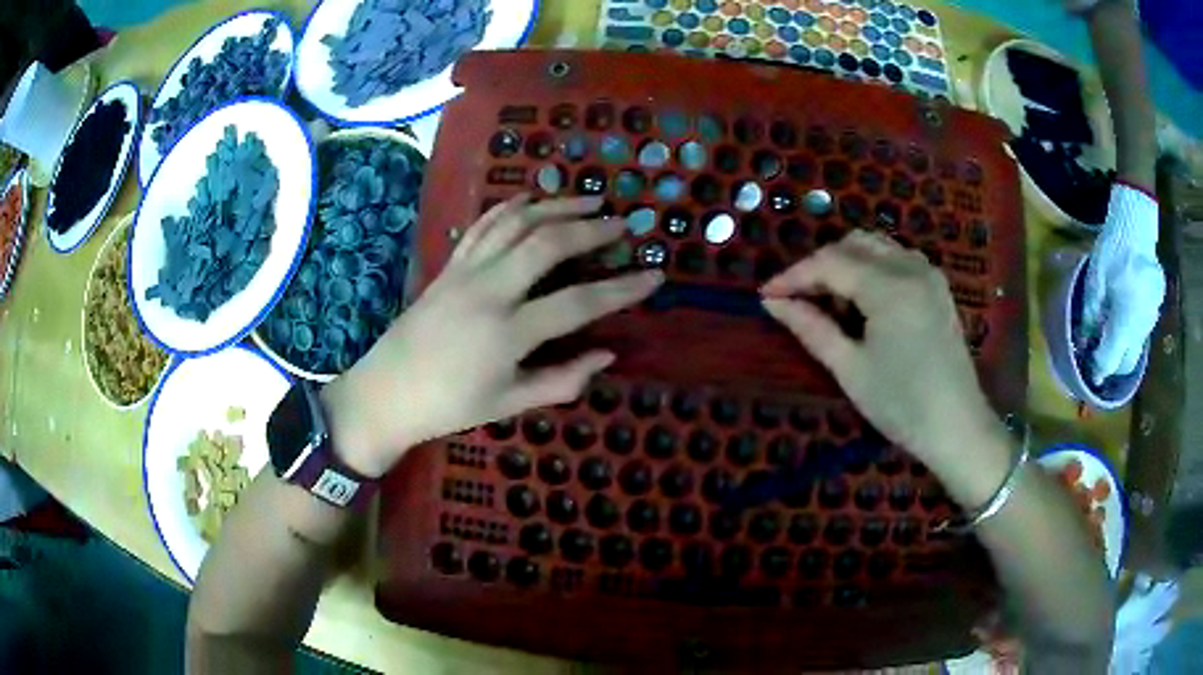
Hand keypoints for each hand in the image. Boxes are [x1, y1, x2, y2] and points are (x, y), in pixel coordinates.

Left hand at [323, 195, 663, 476]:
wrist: (387, 392)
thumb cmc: (450, 406)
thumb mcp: (509, 403)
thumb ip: (562, 380)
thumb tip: (608, 354)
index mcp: (508, 333)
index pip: (580, 302)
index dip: (623, 288)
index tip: (655, 276)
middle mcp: (490, 291)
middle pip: (548, 244)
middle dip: (591, 229)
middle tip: (622, 224)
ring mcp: (466, 272)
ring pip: (516, 223)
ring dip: (556, 206)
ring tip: (588, 200)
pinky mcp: (449, 265)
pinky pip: (484, 225)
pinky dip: (511, 207)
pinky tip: (532, 200)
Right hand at [760, 230, 1000, 474]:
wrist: (958, 426)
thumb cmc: (902, 405)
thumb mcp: (850, 369)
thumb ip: (811, 328)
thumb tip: (773, 303)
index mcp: (889, 287)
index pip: (830, 263)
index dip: (793, 276)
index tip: (766, 295)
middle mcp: (911, 267)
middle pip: (853, 244)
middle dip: (819, 265)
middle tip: (797, 300)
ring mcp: (928, 273)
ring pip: (875, 246)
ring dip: (845, 263)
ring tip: (830, 303)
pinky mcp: (936, 286)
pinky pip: (896, 258)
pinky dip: (871, 268)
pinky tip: (863, 301)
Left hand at [1082, 183, 1163, 383]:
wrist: (1136, 227)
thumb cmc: (1113, 253)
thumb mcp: (1094, 282)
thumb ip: (1091, 316)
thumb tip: (1085, 340)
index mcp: (1125, 324)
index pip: (1111, 361)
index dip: (1099, 368)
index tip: (1090, 371)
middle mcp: (1141, 329)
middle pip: (1126, 363)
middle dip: (1112, 364)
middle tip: (1099, 354)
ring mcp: (1151, 319)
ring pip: (1136, 348)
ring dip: (1123, 348)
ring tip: (1110, 335)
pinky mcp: (1156, 309)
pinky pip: (1142, 330)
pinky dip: (1132, 332)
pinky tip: (1122, 317)